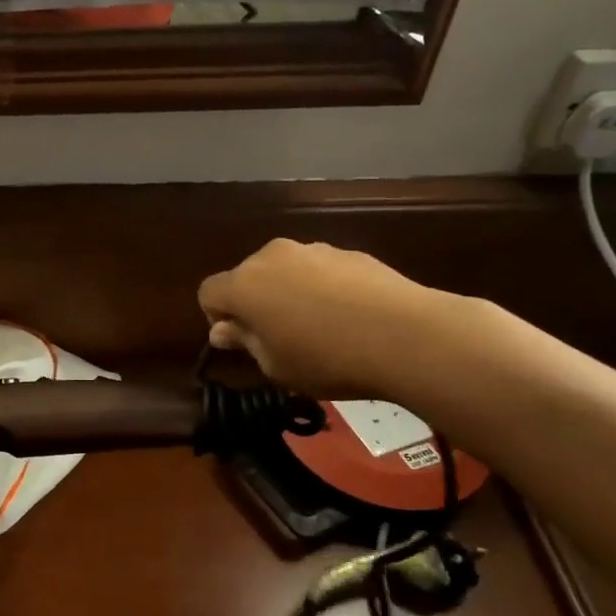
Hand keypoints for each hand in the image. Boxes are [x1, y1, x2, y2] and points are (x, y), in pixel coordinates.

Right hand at [197, 239, 442, 397]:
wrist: (407, 335)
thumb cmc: (327, 359)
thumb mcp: (275, 365)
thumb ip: (244, 342)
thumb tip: (222, 330)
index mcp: (244, 285)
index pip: (208, 292)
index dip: (217, 317)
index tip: (241, 341)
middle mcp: (271, 257)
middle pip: (247, 276)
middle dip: (254, 302)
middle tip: (278, 337)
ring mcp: (313, 250)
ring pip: (285, 271)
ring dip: (289, 293)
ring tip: (319, 327)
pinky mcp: (349, 252)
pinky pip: (320, 271)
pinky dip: (323, 289)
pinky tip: (349, 317)